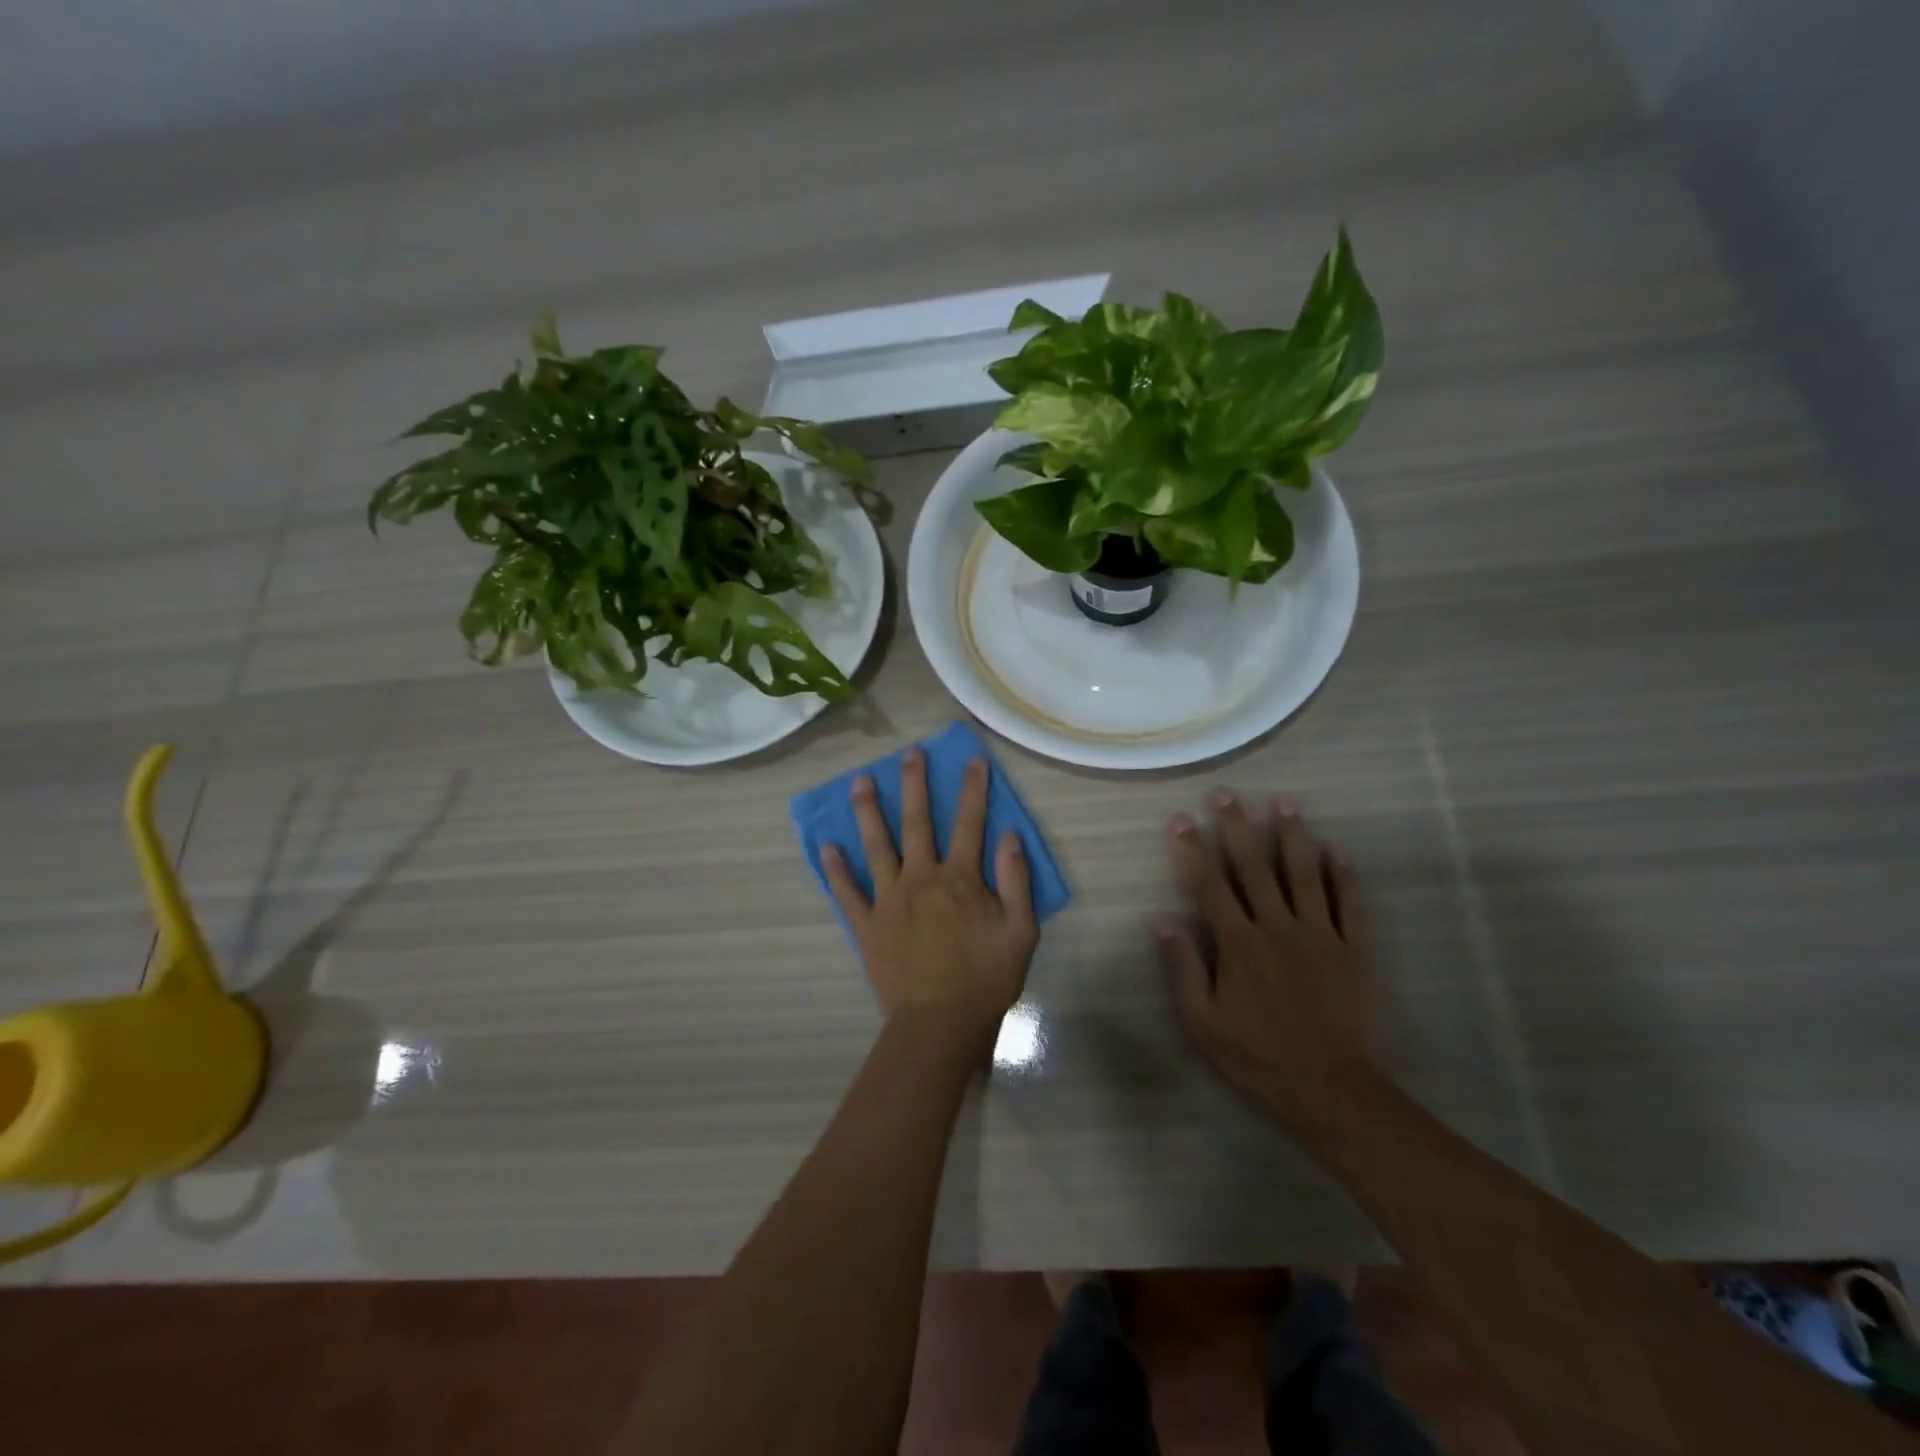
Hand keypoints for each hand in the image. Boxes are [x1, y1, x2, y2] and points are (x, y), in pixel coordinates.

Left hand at [823, 747, 1038, 1040]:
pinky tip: (825, 845)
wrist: (940, 1024)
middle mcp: (920, 878)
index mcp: (959, 879)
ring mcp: (888, 899)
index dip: (972, 789)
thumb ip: (1016, 881)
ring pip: (875, 846)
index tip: (971, 759)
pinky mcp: (866, 924)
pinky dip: (835, 868)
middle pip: (916, 822)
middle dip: (913, 784)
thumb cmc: (985, 978)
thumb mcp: (1020, 931)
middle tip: (909, 753)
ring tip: (858, 781)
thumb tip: (1009, 835)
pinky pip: (847, 891)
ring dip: (867, 811)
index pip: (969, 823)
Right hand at [1158, 790, 1378, 1136]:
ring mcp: (1319, 935)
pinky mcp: (1353, 950)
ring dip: (1292, 836)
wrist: (1329, 1088)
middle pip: (1253, 868)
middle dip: (1237, 827)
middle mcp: (1277, 928)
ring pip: (1304, 875)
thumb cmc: (1256, 1055)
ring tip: (1284, 803)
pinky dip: (1343, 877)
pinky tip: (1336, 852)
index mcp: (1238, 944)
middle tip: (1226, 794)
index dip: (1193, 850)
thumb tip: (1162, 922)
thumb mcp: (1203, 1022)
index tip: (1181, 819)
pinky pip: (1349, 905)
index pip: (1209, 886)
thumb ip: (1184, 969)